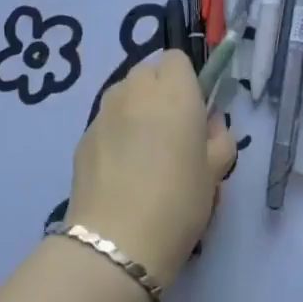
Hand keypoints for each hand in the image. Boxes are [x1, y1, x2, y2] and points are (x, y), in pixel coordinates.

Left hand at [65, 52, 235, 290]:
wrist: (116, 243)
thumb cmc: (178, 201)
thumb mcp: (215, 172)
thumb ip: (219, 138)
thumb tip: (209, 125)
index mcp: (173, 90)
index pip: (177, 58)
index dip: (187, 80)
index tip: (194, 111)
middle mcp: (135, 89)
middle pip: (149, 71)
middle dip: (161, 90)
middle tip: (173, 131)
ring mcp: (104, 111)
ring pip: (125, 93)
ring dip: (137, 108)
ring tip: (145, 151)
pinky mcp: (83, 136)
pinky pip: (107, 120)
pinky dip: (117, 132)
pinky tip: (122, 170)